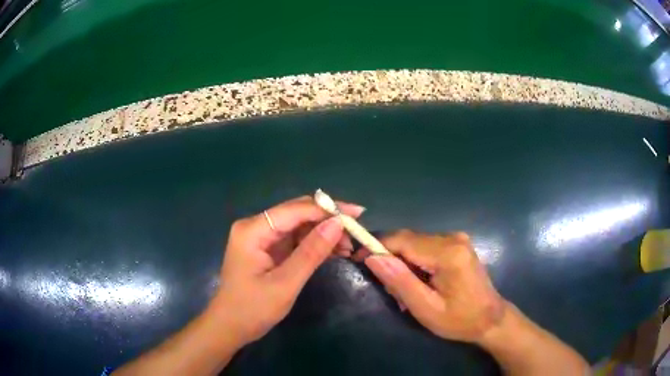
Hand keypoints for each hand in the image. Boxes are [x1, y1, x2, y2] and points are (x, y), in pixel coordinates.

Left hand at [209, 196, 363, 344]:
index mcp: (253, 230)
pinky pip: (294, 239)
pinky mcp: (267, 249)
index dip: (327, 210)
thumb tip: (337, 224)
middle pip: (297, 213)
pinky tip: (333, 251)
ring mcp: (260, 237)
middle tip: (355, 232)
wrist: (230, 327)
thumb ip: (311, 252)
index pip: (295, 210)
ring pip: (298, 226)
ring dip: (323, 233)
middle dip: (327, 221)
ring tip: (347, 247)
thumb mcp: (285, 283)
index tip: (357, 214)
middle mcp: (255, 226)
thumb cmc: (252, 309)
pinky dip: (313, 244)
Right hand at [363, 230, 505, 343]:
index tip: (358, 260)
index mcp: (448, 253)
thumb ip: (400, 281)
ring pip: (415, 243)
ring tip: (406, 292)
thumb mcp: (425, 308)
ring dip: (404, 264)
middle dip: (392, 261)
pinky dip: (416, 263)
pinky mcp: (458, 244)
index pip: (402, 240)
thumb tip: (372, 257)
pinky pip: (427, 247)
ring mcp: (457, 239)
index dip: (377, 247)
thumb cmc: (459, 320)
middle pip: (408, 240)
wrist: (491, 318)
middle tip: (390, 290)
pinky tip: (420, 283)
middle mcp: (452, 238)